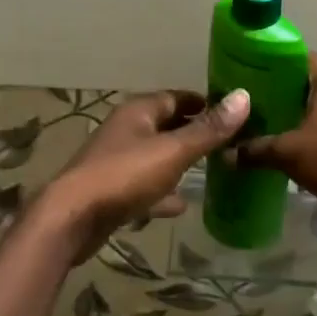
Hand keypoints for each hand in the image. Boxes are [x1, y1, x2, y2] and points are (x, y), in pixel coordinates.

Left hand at [39, 89, 249, 260]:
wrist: (73, 219)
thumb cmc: (124, 176)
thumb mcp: (173, 151)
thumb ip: (208, 129)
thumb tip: (243, 96)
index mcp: (138, 112)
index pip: (176, 97)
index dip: (204, 103)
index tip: (234, 112)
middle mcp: (126, 130)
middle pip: (166, 125)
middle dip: (194, 132)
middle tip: (229, 142)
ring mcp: (116, 161)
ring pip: (155, 156)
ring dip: (179, 162)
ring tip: (212, 170)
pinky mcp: (112, 191)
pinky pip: (144, 186)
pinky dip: (162, 192)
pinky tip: (181, 205)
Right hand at [233, 54, 316, 237]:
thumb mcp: (288, 153)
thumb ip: (256, 149)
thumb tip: (226, 153)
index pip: (294, 58)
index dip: (270, 69)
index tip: (250, 85)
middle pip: (313, 78)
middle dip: (288, 92)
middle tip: (261, 108)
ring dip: (310, 110)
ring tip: (282, 125)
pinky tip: (310, 141)